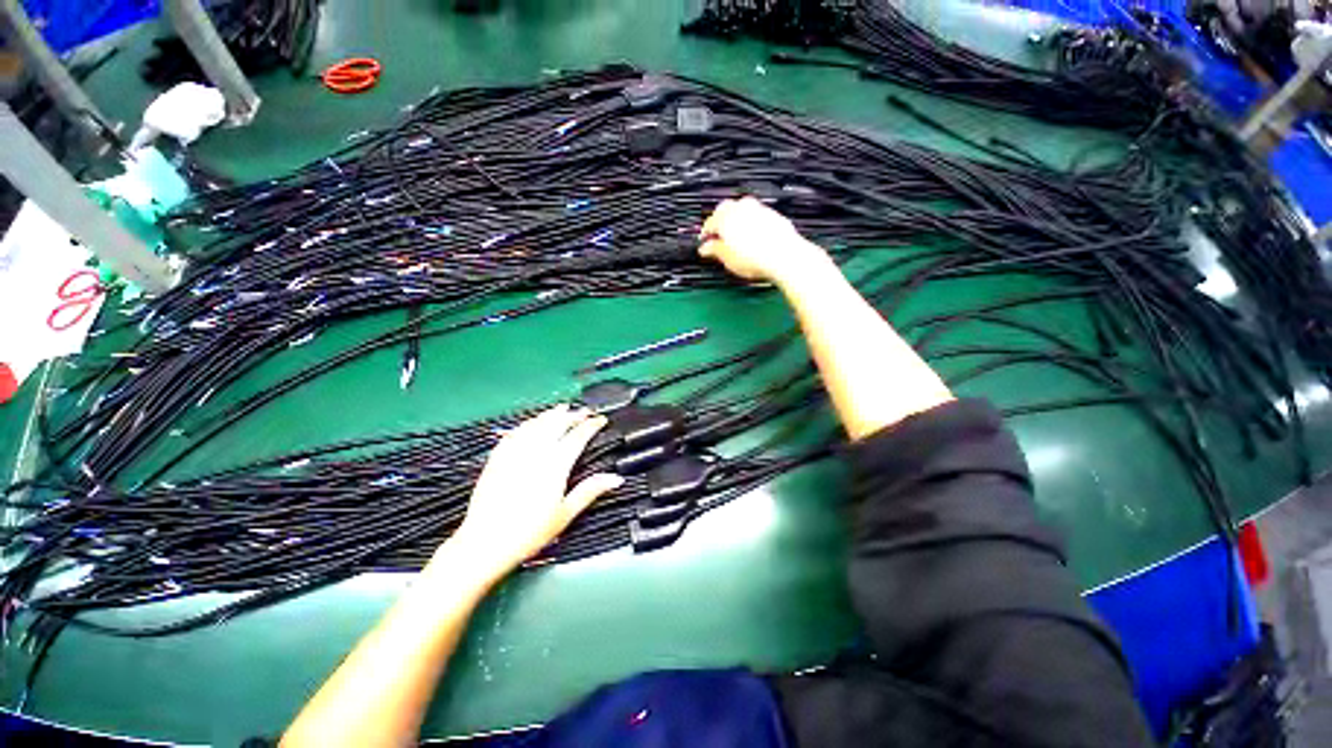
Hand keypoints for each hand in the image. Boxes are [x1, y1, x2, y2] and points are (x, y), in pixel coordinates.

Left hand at [447, 405, 621, 579]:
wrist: (485, 543)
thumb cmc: (529, 532)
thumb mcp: (565, 514)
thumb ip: (590, 491)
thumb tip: (616, 478)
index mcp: (555, 465)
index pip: (577, 436)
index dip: (591, 425)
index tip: (600, 420)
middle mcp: (535, 452)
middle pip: (556, 424)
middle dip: (573, 414)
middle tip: (584, 412)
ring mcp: (514, 453)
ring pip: (536, 424)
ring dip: (551, 414)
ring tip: (561, 409)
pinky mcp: (497, 458)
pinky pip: (515, 432)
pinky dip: (528, 423)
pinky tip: (531, 423)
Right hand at [699, 197, 831, 285]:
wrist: (784, 256)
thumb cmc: (755, 259)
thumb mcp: (728, 259)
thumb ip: (715, 250)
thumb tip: (706, 248)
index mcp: (725, 218)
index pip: (709, 223)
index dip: (705, 234)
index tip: (705, 243)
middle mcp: (741, 208)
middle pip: (725, 210)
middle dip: (720, 221)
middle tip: (718, 237)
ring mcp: (758, 209)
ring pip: (742, 210)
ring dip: (736, 220)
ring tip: (735, 237)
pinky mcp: (773, 215)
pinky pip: (757, 215)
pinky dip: (751, 223)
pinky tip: (753, 236)